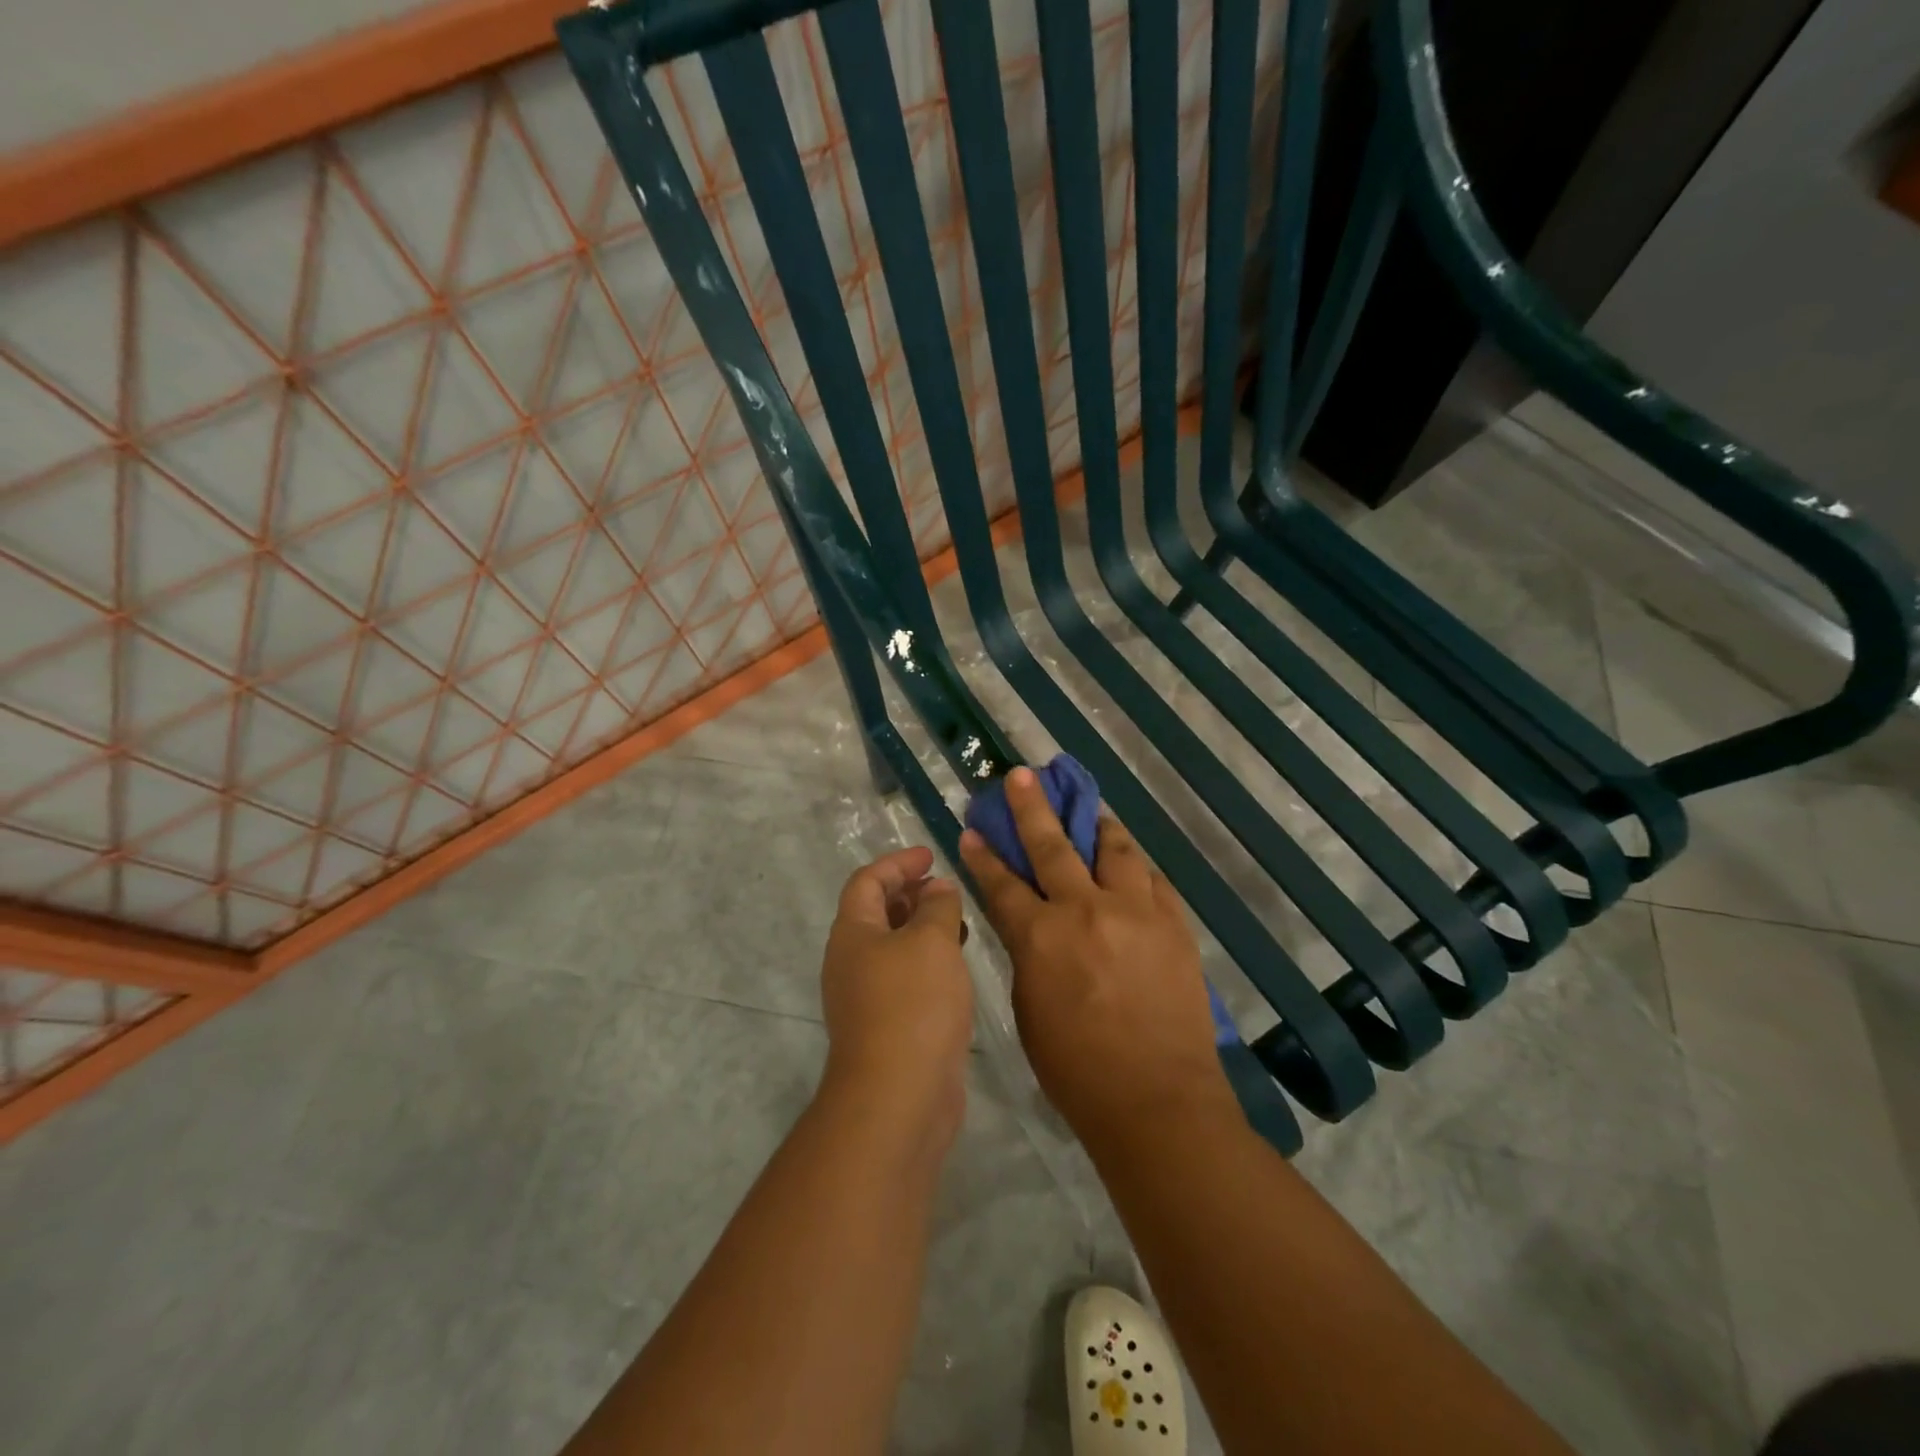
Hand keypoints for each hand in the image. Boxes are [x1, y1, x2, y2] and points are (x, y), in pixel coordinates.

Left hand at [819, 846, 972, 1147]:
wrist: (899, 1096)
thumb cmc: (913, 1003)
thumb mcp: (932, 941)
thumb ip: (938, 906)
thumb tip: (937, 889)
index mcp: (852, 932)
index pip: (867, 881)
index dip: (898, 863)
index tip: (931, 856)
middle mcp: (851, 961)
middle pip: (876, 913)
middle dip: (910, 894)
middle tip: (946, 889)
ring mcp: (866, 997)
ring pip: (893, 947)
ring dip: (922, 929)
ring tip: (959, 923)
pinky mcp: (887, 1026)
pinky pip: (905, 978)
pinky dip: (928, 962)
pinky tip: (956, 968)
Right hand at [958, 768, 1233, 1144]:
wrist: (1158, 1101)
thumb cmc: (1077, 1070)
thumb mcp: (1029, 1011)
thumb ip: (1028, 956)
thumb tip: (1030, 926)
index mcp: (1041, 937)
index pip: (1002, 883)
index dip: (984, 855)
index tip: (972, 829)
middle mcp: (1086, 910)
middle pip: (1054, 846)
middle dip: (1032, 808)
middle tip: (1022, 775)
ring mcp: (1136, 912)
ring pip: (1115, 850)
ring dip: (1097, 826)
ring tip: (1090, 811)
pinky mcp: (1173, 923)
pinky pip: (1153, 879)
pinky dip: (1136, 866)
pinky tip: (1130, 862)